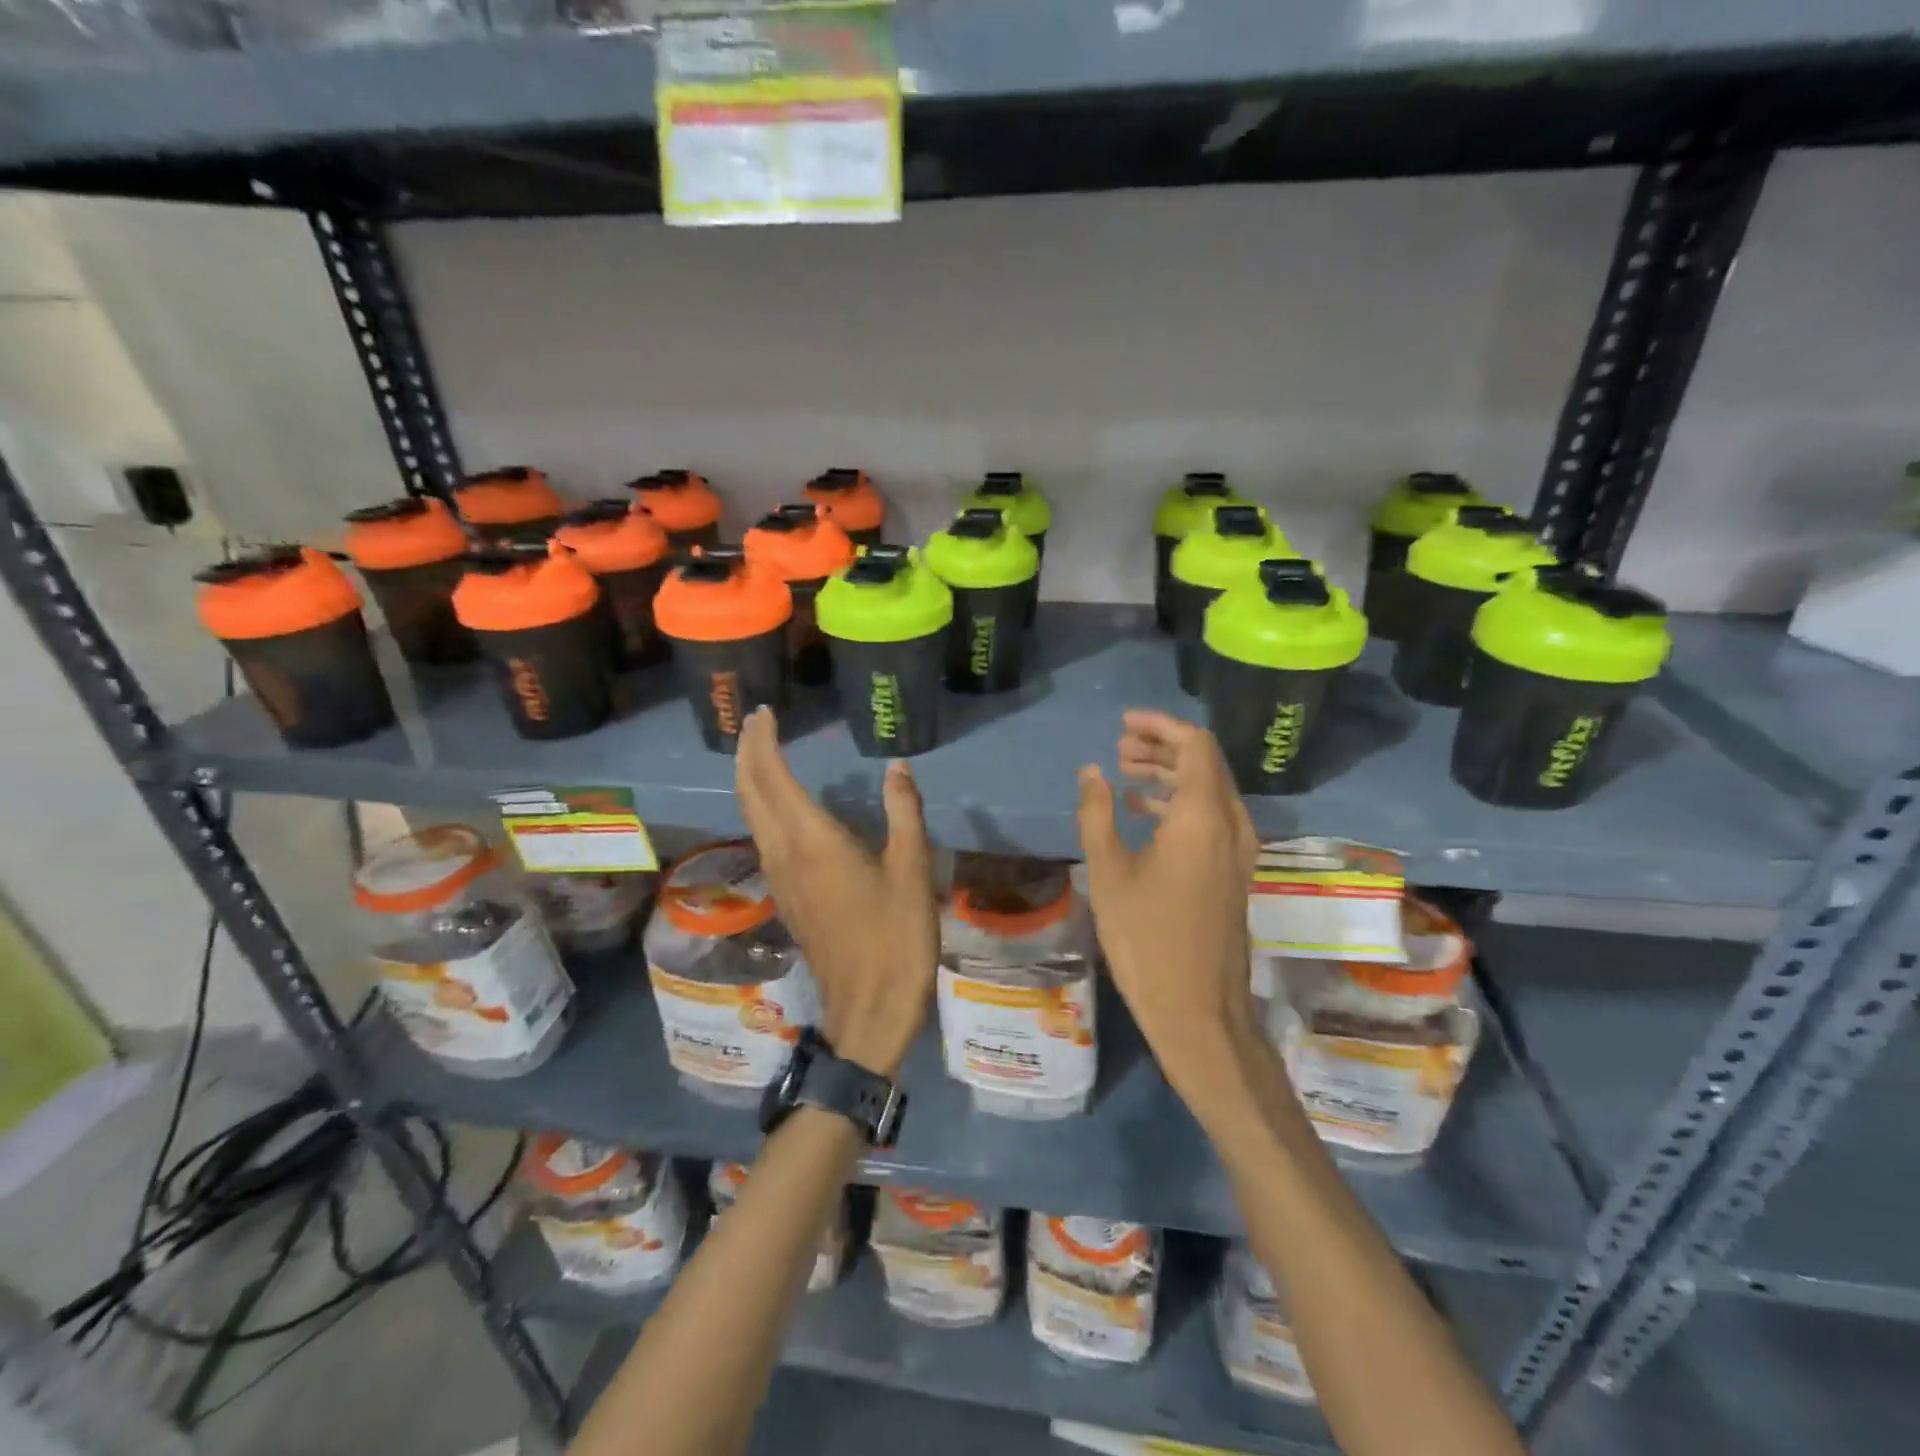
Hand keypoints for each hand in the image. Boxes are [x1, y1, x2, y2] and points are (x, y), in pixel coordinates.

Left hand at [735, 707, 938, 1077]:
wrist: (870, 1008)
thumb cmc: (896, 937)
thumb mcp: (912, 869)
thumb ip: (904, 811)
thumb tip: (897, 767)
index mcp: (813, 841)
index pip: (771, 777)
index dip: (763, 741)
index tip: (765, 713)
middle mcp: (784, 853)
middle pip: (749, 792)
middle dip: (747, 752)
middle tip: (758, 723)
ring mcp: (780, 878)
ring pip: (750, 815)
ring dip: (750, 778)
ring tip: (763, 752)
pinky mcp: (786, 897)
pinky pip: (762, 836)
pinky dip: (761, 806)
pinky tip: (779, 805)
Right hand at [1076, 711, 1260, 1098]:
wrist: (1198, 1010)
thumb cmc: (1146, 939)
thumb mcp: (1109, 872)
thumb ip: (1097, 813)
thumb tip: (1092, 771)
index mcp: (1204, 816)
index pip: (1194, 745)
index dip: (1160, 726)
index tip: (1124, 724)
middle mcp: (1231, 824)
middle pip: (1205, 763)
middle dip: (1163, 746)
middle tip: (1120, 746)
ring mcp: (1238, 850)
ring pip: (1209, 790)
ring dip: (1170, 774)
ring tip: (1124, 771)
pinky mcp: (1234, 871)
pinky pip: (1211, 817)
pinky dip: (1180, 803)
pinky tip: (1144, 811)